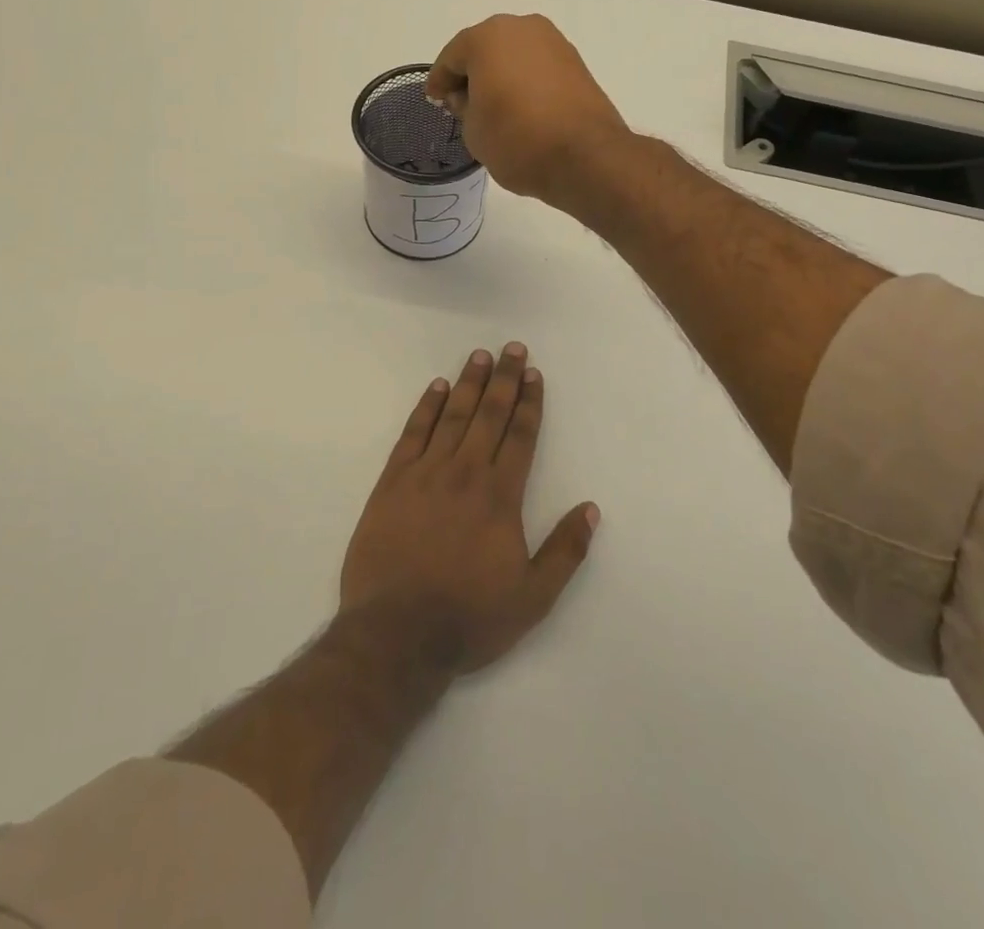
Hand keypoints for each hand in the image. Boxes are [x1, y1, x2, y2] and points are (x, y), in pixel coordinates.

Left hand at [341, 344, 598, 672]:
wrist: (396, 634)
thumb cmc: (469, 618)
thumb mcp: (533, 598)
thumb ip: (565, 551)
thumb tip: (590, 508)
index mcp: (500, 496)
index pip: (521, 436)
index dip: (530, 403)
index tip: (534, 374)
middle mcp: (465, 473)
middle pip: (490, 415)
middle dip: (505, 380)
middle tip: (512, 348)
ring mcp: (426, 474)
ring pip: (453, 416)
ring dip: (469, 383)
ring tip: (480, 356)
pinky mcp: (392, 482)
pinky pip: (413, 433)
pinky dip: (426, 407)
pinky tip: (436, 387)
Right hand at [425, 14, 631, 209]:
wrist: (585, 156)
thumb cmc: (517, 139)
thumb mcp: (473, 130)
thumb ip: (463, 106)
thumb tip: (469, 97)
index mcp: (487, 37)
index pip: (452, 58)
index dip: (439, 81)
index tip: (434, 100)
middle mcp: (521, 28)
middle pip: (484, 49)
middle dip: (471, 74)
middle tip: (461, 103)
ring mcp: (553, 42)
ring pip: (513, 56)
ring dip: (499, 76)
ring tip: (492, 107)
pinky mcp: (576, 62)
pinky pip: (537, 67)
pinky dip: (524, 81)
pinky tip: (520, 107)